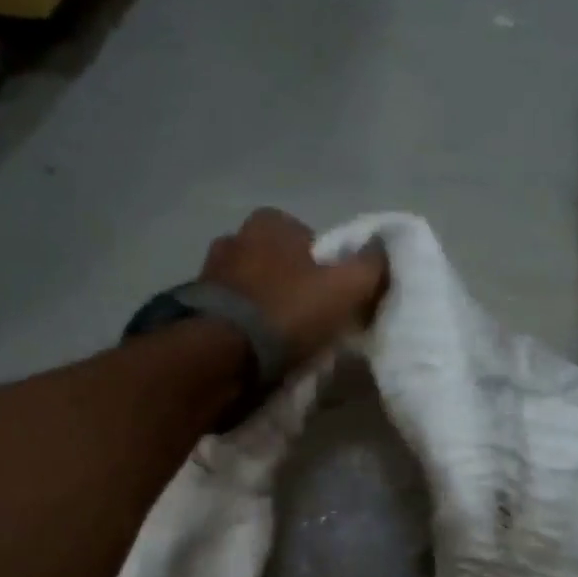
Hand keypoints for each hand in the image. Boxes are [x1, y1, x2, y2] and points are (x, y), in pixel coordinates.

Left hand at [201, 209, 387, 367]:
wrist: (222, 354)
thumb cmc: (287, 312)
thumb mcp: (345, 289)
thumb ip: (370, 266)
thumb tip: (385, 248)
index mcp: (270, 222)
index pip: (308, 239)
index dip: (325, 268)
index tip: (331, 299)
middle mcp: (234, 236)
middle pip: (276, 262)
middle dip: (291, 285)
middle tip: (308, 320)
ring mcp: (209, 271)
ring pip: (250, 287)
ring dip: (264, 306)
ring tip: (280, 340)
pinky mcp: (192, 307)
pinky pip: (229, 311)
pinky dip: (242, 325)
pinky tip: (255, 348)